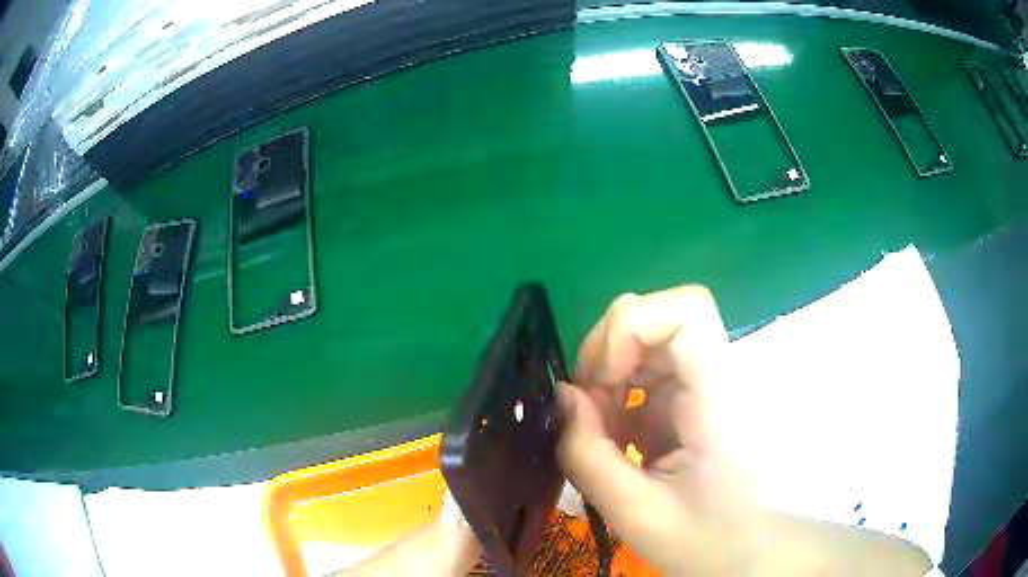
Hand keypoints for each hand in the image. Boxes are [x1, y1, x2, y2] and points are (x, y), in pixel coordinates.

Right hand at [557, 286, 756, 574]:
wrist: (738, 547)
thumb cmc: (701, 538)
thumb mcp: (635, 512)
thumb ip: (589, 455)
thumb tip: (562, 396)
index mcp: (717, 400)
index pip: (688, 311)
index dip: (633, 327)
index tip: (604, 380)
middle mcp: (712, 377)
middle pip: (657, 315)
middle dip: (606, 351)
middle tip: (587, 408)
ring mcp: (698, 384)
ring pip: (642, 337)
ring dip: (604, 374)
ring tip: (597, 428)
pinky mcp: (683, 397)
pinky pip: (637, 371)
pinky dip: (610, 394)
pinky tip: (610, 437)